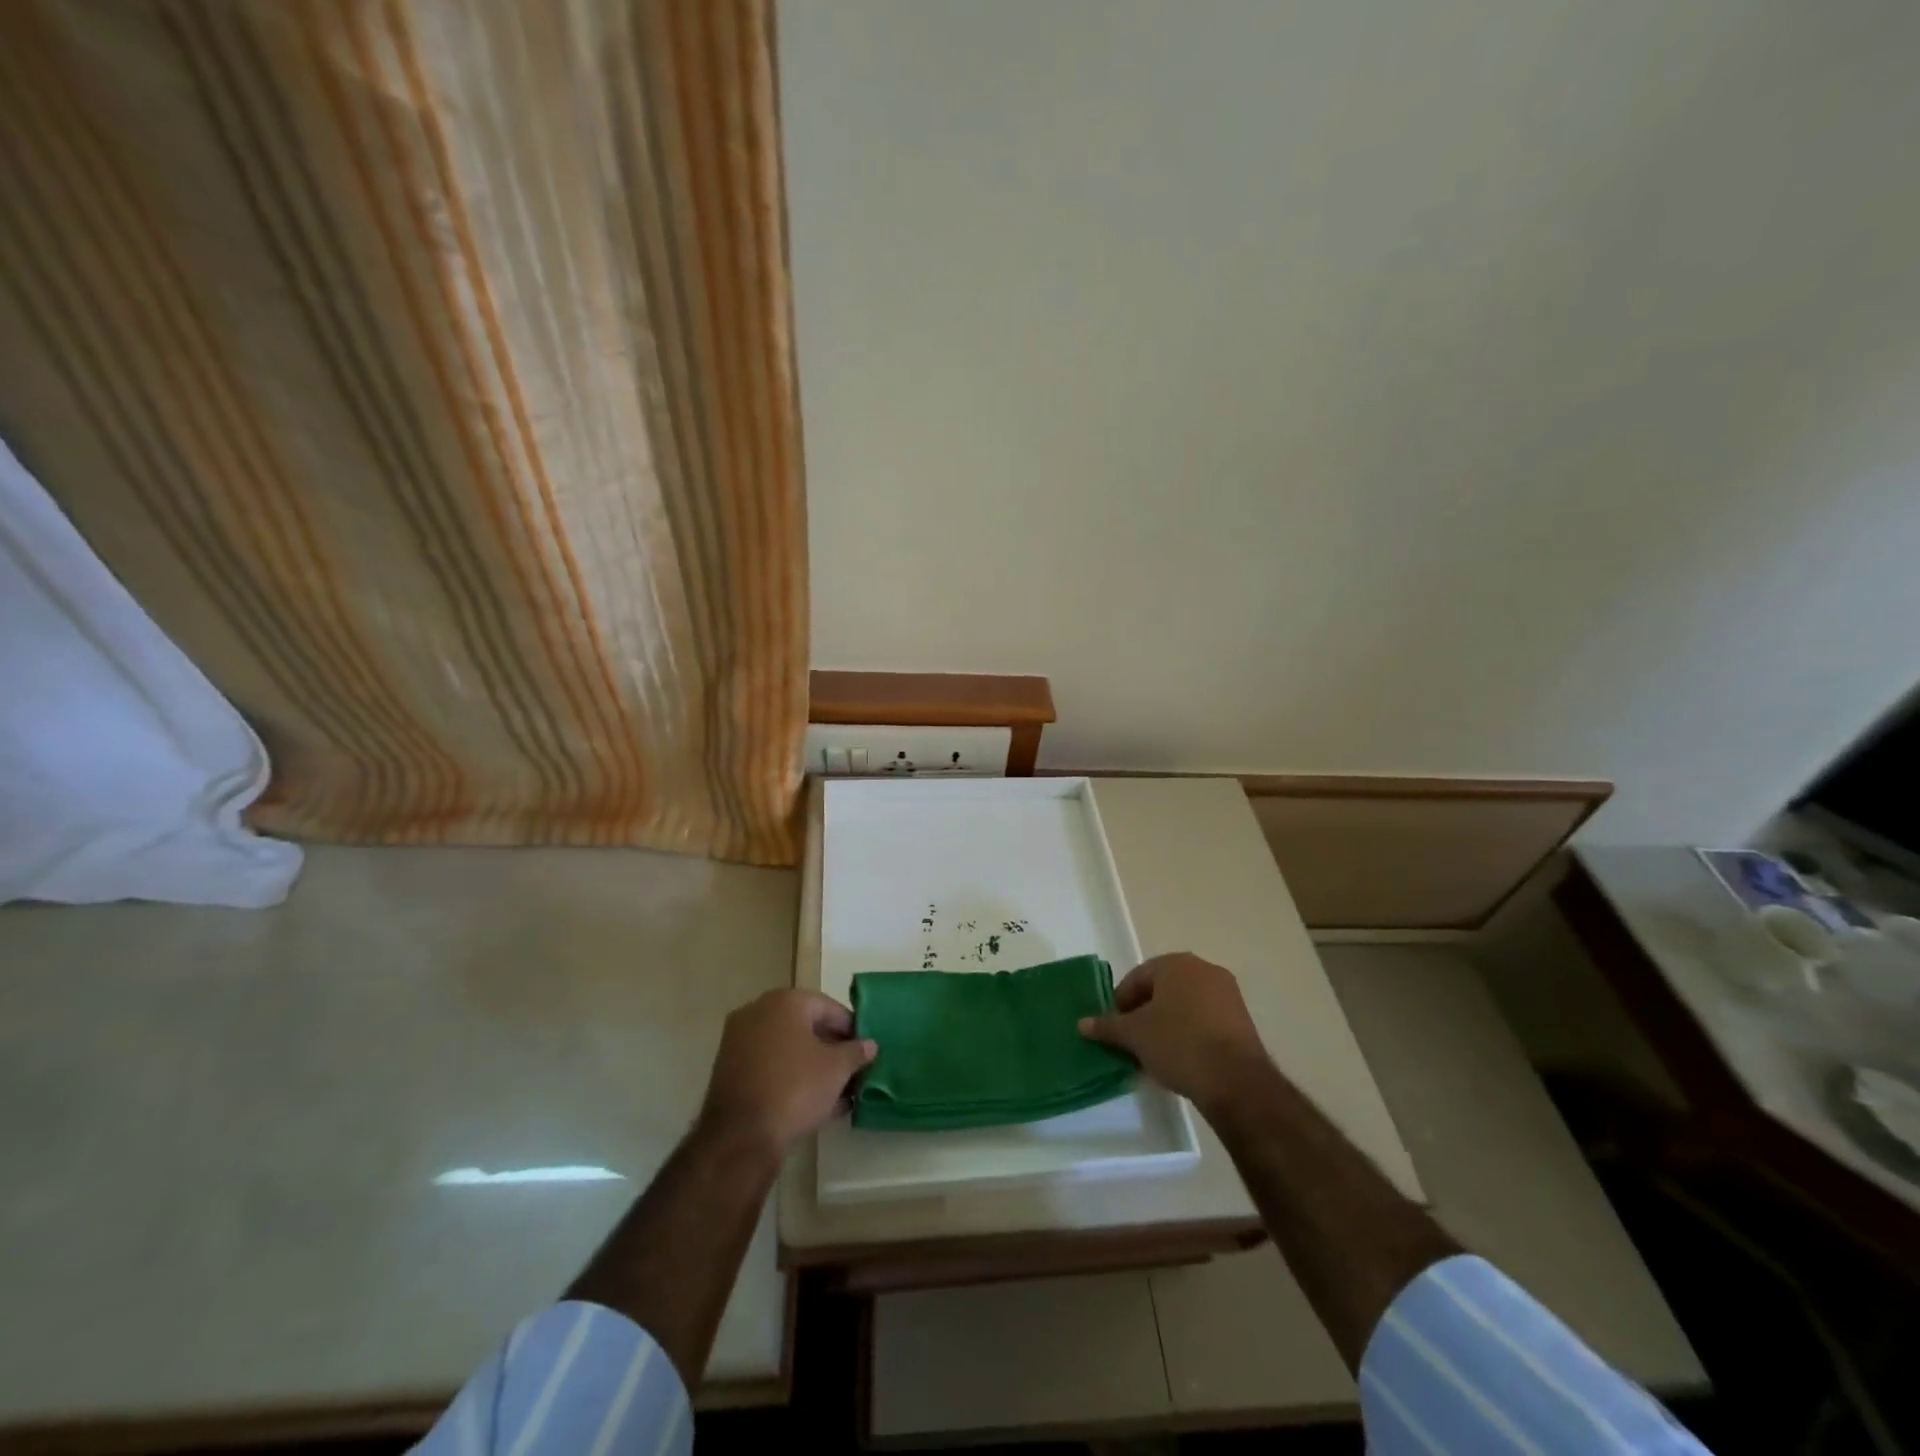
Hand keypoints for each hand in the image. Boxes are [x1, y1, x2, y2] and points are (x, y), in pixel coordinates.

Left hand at [698, 990, 876, 1160]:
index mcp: (785, 1001)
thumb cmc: (795, 1088)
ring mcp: (739, 1041)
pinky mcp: (728, 1070)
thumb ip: (856, 1052)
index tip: (865, 1050)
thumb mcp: (837, 1069)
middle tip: (852, 1071)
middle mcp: (757, 1012)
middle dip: (831, 1049)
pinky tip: (813, 1103)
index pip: (829, 1007)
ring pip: (787, 1048)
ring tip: (838, 1093)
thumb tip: (869, 1045)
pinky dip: (791, 1077)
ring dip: (813, 1066)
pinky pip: (770, 1066)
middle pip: (806, 1026)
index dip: (851, 1029)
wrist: (740, 1137)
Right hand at [1079, 952, 1268, 1114]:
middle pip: (1162, 989)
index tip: (1114, 1028)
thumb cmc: (1178, 1043)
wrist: (1235, 1080)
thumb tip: (1082, 1024)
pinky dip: (1190, 1033)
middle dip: (1144, 1012)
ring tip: (1155, 1052)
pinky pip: (1205, 1020)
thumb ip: (1107, 1026)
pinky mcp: (1243, 1020)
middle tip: (1132, 1039)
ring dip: (1167, 1023)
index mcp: (1176, 964)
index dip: (1120, 1002)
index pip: (1137, 977)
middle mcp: (1204, 970)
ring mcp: (1228, 994)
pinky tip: (1181, 1058)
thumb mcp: (1134, 1035)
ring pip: (1185, 1005)